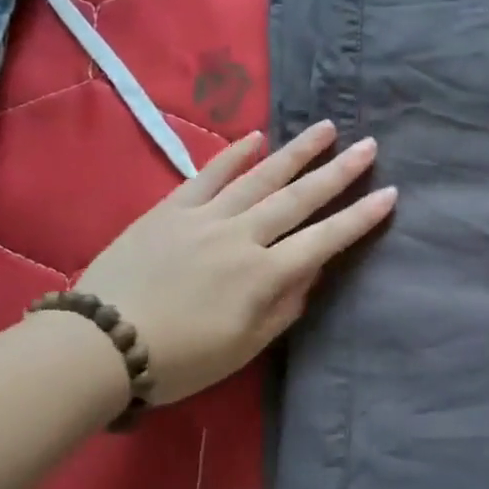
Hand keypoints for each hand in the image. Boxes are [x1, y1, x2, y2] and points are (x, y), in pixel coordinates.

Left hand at [76, 121, 394, 403]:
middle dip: (338, 172)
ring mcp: (204, 217)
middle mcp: (241, 237)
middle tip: (369, 145)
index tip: (389, 193)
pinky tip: (256, 137)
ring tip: (326, 128)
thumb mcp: (245, 346)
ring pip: (259, 177)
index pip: (324, 240)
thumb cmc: (180, 359)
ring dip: (296, 152)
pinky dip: (233, 155)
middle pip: (298, 199)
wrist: (100, 345)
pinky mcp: (170, 209)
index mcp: (263, 276)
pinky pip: (207, 175)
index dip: (360, 218)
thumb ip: (285, 306)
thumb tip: (311, 271)